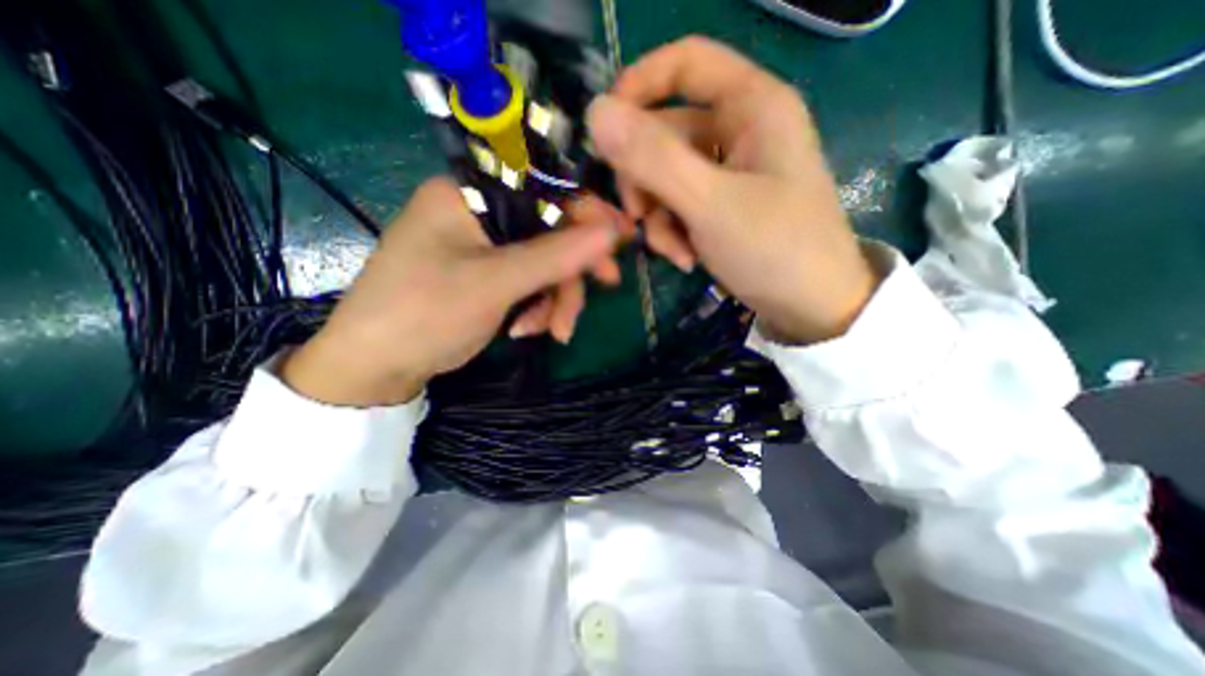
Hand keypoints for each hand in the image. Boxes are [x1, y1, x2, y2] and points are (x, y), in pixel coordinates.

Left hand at [282, 178, 621, 405]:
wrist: (377, 367)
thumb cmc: (424, 314)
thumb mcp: (495, 284)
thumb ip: (555, 255)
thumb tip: (612, 231)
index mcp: (468, 195)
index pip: (542, 187)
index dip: (586, 211)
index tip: (621, 236)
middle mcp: (477, 214)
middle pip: (547, 231)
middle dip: (572, 269)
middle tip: (605, 287)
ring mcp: (483, 248)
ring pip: (542, 263)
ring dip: (555, 298)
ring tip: (553, 331)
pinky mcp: (486, 276)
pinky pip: (528, 283)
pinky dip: (537, 307)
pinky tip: (528, 330)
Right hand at [587, 34, 877, 343]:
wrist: (810, 307)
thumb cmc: (774, 249)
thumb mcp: (710, 203)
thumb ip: (652, 159)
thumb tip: (595, 113)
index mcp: (751, 106)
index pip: (684, 63)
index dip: (638, 86)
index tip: (605, 132)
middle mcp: (739, 131)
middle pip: (665, 133)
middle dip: (644, 181)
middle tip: (637, 218)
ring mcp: (729, 172)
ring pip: (666, 177)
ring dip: (659, 217)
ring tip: (674, 251)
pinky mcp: (722, 205)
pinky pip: (679, 205)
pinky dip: (674, 232)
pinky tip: (685, 259)